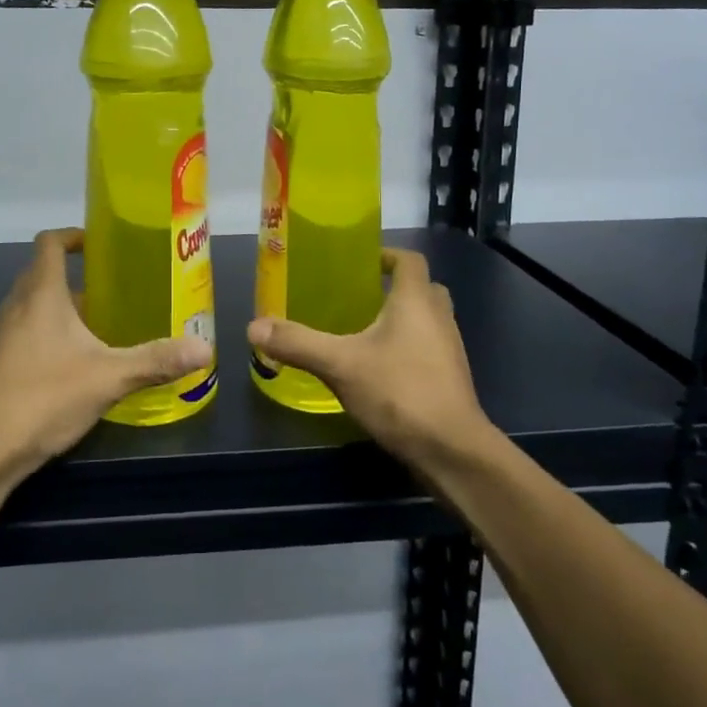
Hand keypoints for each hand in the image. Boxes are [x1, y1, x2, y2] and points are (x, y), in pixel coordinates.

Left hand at [0, 228, 210, 485]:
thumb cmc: (43, 398)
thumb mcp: (108, 378)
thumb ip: (156, 360)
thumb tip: (205, 349)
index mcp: (40, 294)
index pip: (50, 243)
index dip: (74, 236)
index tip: (102, 245)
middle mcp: (16, 306)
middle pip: (42, 272)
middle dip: (76, 275)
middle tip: (115, 288)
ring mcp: (1, 336)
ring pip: (33, 305)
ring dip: (63, 306)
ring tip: (101, 324)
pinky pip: (25, 331)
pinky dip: (49, 332)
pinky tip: (75, 363)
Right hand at [247, 248, 493, 470]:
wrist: (452, 451)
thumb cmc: (400, 392)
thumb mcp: (340, 365)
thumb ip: (298, 344)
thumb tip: (253, 326)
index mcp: (417, 301)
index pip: (409, 260)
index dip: (386, 255)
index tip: (360, 262)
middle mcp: (439, 318)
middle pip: (421, 288)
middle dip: (393, 288)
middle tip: (357, 297)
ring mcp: (450, 351)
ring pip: (427, 321)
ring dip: (402, 320)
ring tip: (362, 331)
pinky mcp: (450, 380)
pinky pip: (428, 349)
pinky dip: (407, 348)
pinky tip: (378, 369)